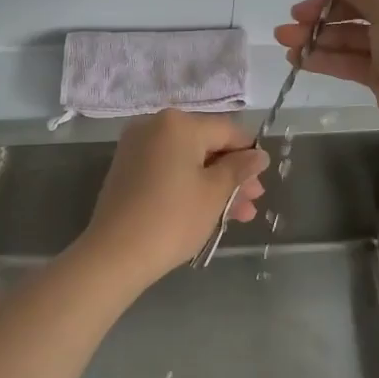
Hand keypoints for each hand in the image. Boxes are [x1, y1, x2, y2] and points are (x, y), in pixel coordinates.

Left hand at [79, 110, 268, 287]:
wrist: (115, 254)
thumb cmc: (172, 218)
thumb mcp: (214, 193)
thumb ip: (239, 169)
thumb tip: (259, 155)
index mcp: (178, 123)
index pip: (226, 130)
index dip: (249, 153)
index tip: (263, 178)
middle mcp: (155, 126)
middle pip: (206, 144)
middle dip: (232, 173)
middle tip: (253, 201)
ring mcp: (137, 147)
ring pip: (187, 160)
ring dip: (214, 183)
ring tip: (239, 215)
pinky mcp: (127, 168)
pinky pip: (168, 168)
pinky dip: (189, 184)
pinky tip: (209, 210)